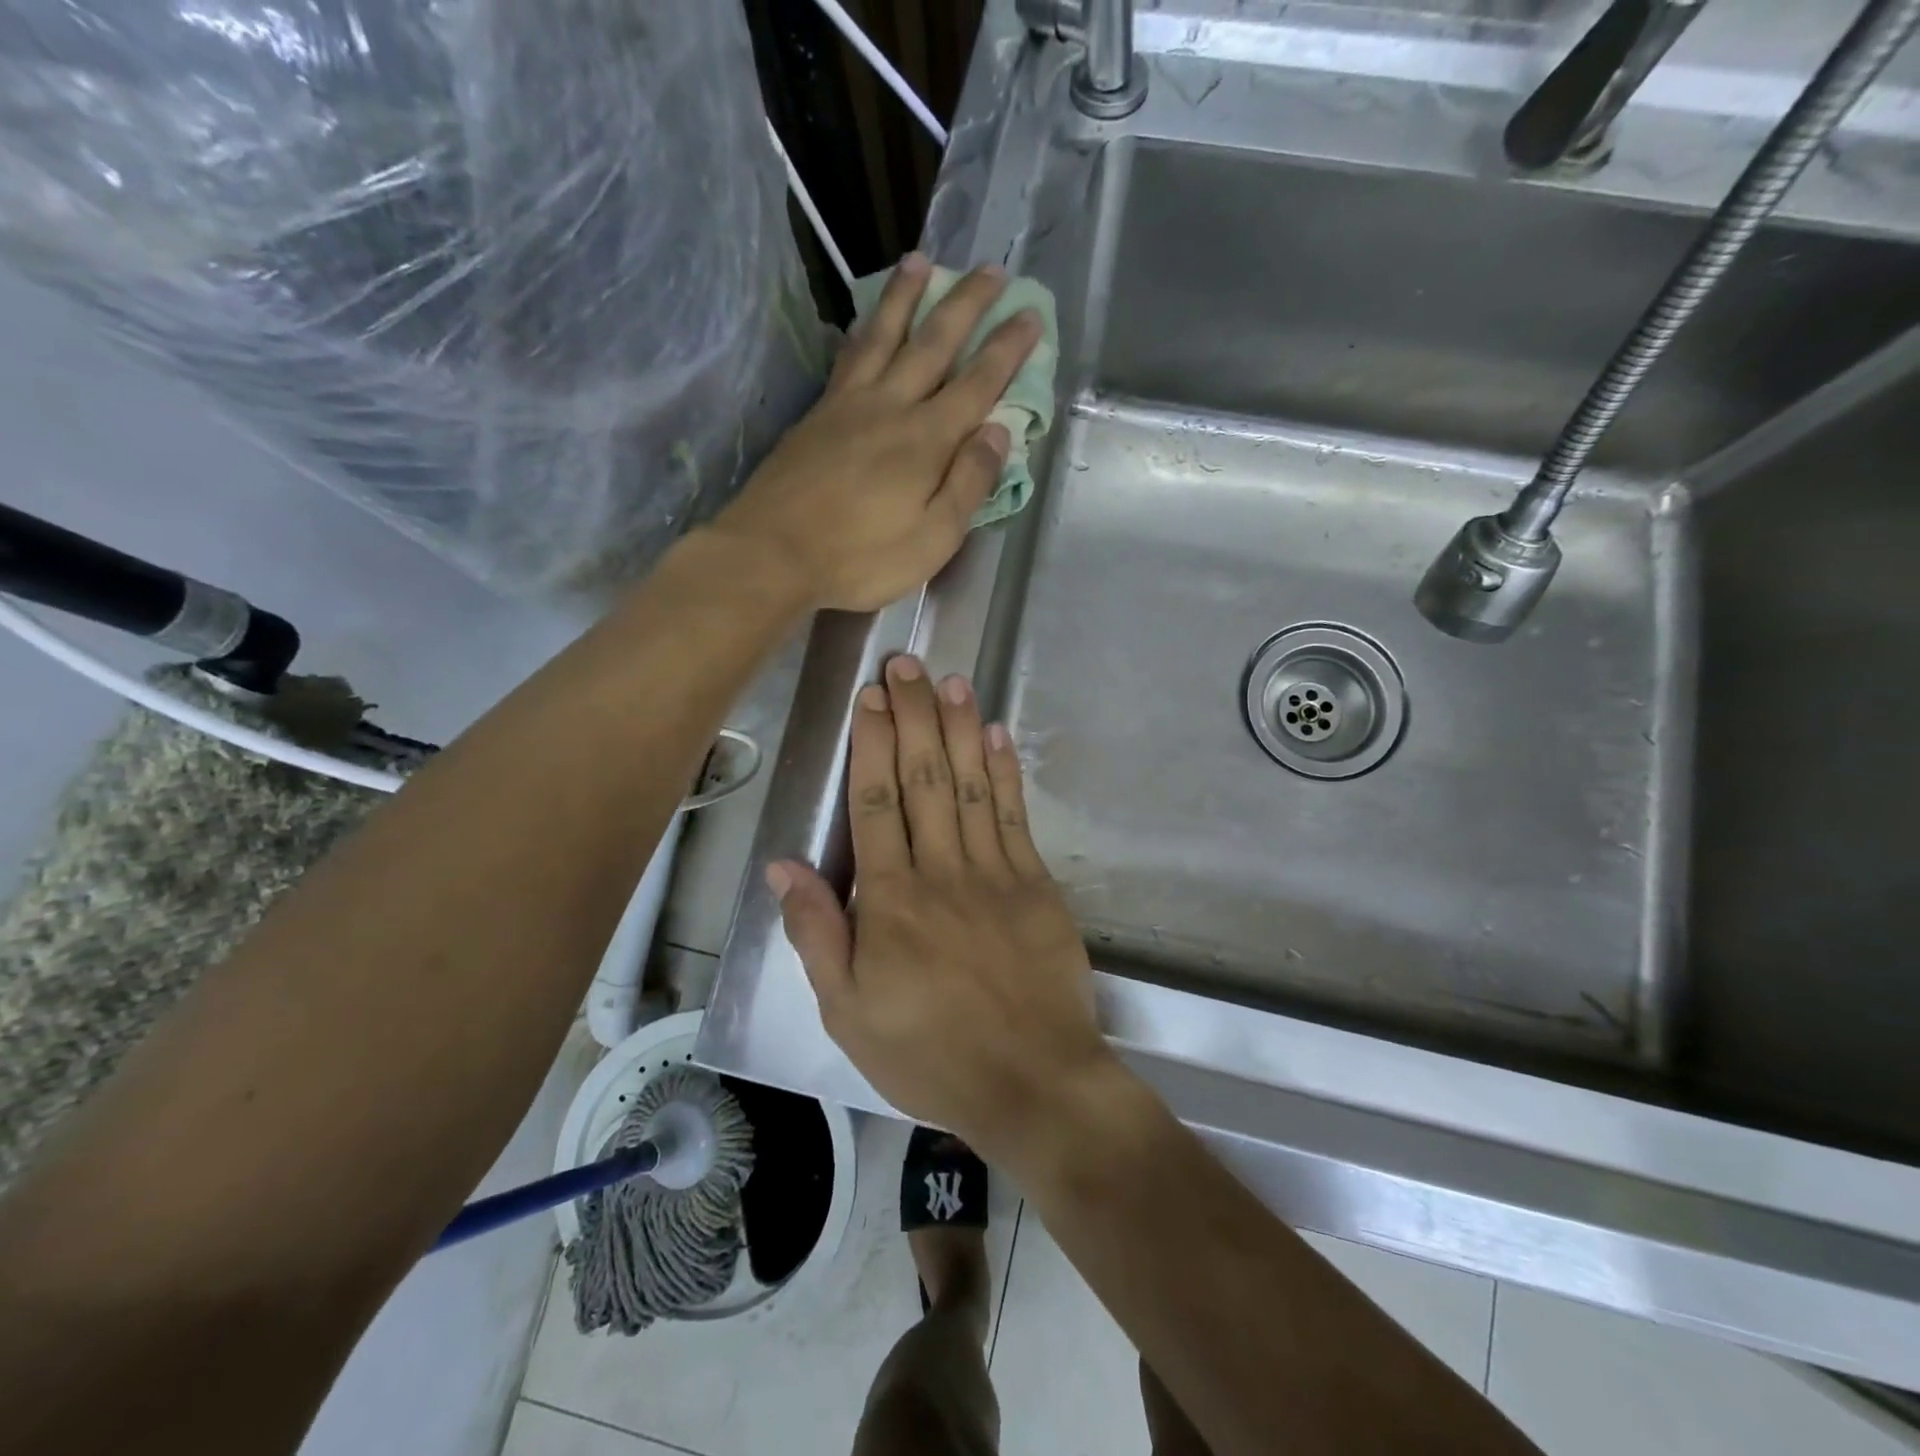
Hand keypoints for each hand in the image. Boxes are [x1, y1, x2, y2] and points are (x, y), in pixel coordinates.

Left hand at [712, 256, 1042, 612]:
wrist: (772, 553)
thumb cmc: (861, 557)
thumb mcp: (933, 538)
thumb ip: (968, 484)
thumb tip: (998, 432)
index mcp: (926, 440)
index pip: (977, 383)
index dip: (1006, 349)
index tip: (1029, 314)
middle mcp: (890, 407)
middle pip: (933, 343)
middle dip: (966, 304)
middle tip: (991, 268)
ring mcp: (848, 405)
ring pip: (883, 336)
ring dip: (906, 297)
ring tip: (921, 261)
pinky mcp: (816, 415)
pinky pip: (848, 356)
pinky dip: (864, 330)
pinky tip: (866, 322)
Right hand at [766, 654, 1116, 1160]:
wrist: (1031, 1083)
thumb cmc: (929, 1054)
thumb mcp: (847, 1012)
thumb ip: (817, 933)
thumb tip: (783, 867)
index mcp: (890, 901)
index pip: (876, 803)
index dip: (872, 744)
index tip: (871, 697)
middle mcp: (942, 872)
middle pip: (924, 779)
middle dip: (913, 716)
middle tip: (907, 664)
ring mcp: (996, 873)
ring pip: (971, 785)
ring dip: (959, 728)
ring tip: (950, 680)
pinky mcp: (1036, 886)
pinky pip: (1015, 817)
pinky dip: (1005, 772)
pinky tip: (996, 735)